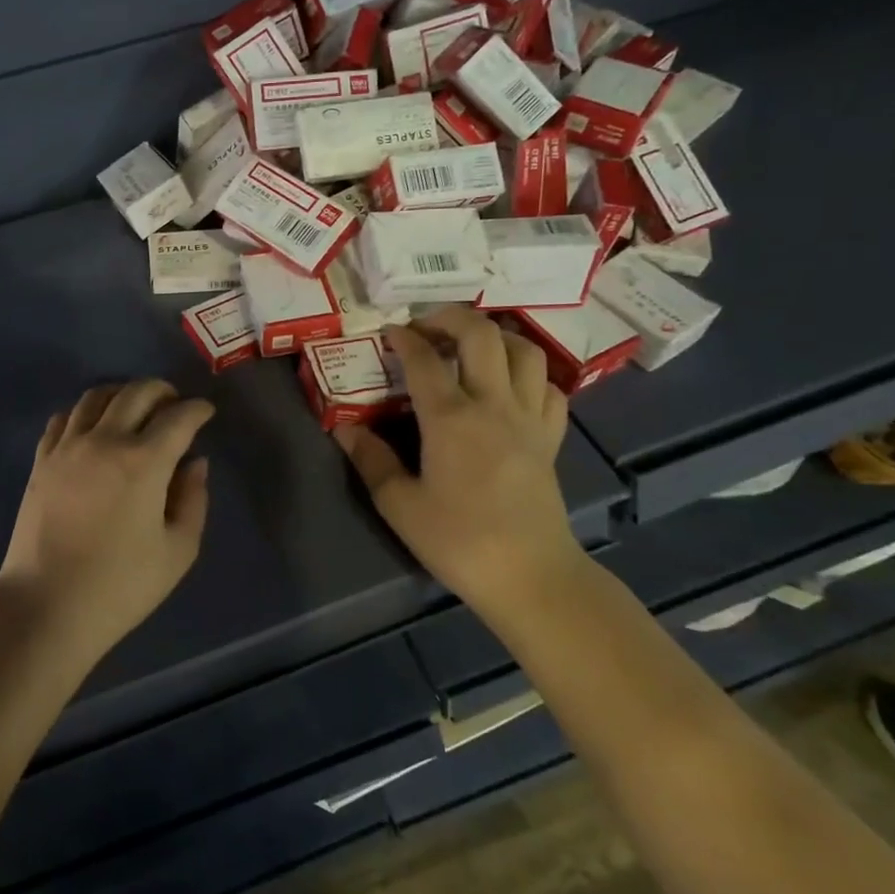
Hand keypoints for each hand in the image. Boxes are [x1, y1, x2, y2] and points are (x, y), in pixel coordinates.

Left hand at [0, 380, 213, 666]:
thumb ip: (193, 500)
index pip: (178, 417)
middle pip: (136, 392)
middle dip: (162, 390)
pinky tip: (92, 427)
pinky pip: (63, 418)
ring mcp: (68, 447)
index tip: (206, 412)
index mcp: (144, 462)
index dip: (198, 409)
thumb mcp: (177, 552)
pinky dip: (84, 412)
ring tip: (134, 408)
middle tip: (174, 404)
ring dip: (122, 393)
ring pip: (96, 396)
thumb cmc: (120, 586)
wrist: (46, 605)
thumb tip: (194, 464)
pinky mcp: (41, 460)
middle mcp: (105, 441)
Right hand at [334, 306, 580, 602]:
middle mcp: (493, 405)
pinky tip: (510, 385)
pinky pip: (550, 388)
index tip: (387, 332)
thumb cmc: (459, 540)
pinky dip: (530, 374)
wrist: (531, 577)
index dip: (403, 338)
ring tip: (470, 344)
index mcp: (451, 419)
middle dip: (451, 317)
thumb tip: (344, 429)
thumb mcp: (399, 505)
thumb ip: (371, 460)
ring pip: (525, 352)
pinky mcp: (550, 439)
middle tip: (427, 325)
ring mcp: (529, 419)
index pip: (424, 360)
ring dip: (496, 336)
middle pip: (482, 335)